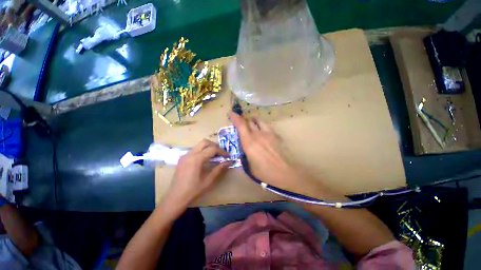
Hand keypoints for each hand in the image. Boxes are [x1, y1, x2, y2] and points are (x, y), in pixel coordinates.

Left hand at [163, 139, 230, 214]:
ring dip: (208, 148)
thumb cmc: (193, 190)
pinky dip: (202, 151)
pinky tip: (205, 160)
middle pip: (204, 142)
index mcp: (196, 159)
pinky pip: (194, 150)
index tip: (228, 156)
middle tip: (221, 153)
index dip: (222, 151)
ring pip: (199, 145)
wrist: (175, 198)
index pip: (212, 149)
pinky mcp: (182, 159)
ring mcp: (185, 155)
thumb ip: (219, 169)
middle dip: (214, 145)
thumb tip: (229, 162)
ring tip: (215, 156)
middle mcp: (190, 154)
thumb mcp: (208, 180)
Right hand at [230, 112, 301, 191]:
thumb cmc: (265, 172)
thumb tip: (245, 150)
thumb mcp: (249, 166)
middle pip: (249, 120)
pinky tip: (262, 131)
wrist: (284, 172)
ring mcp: (267, 133)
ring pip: (258, 120)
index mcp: (248, 142)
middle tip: (241, 122)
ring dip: (252, 120)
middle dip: (243, 119)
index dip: (235, 117)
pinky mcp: (275, 134)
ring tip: (251, 124)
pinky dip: (261, 125)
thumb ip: (245, 155)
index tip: (231, 113)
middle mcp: (257, 134)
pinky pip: (266, 125)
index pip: (240, 125)